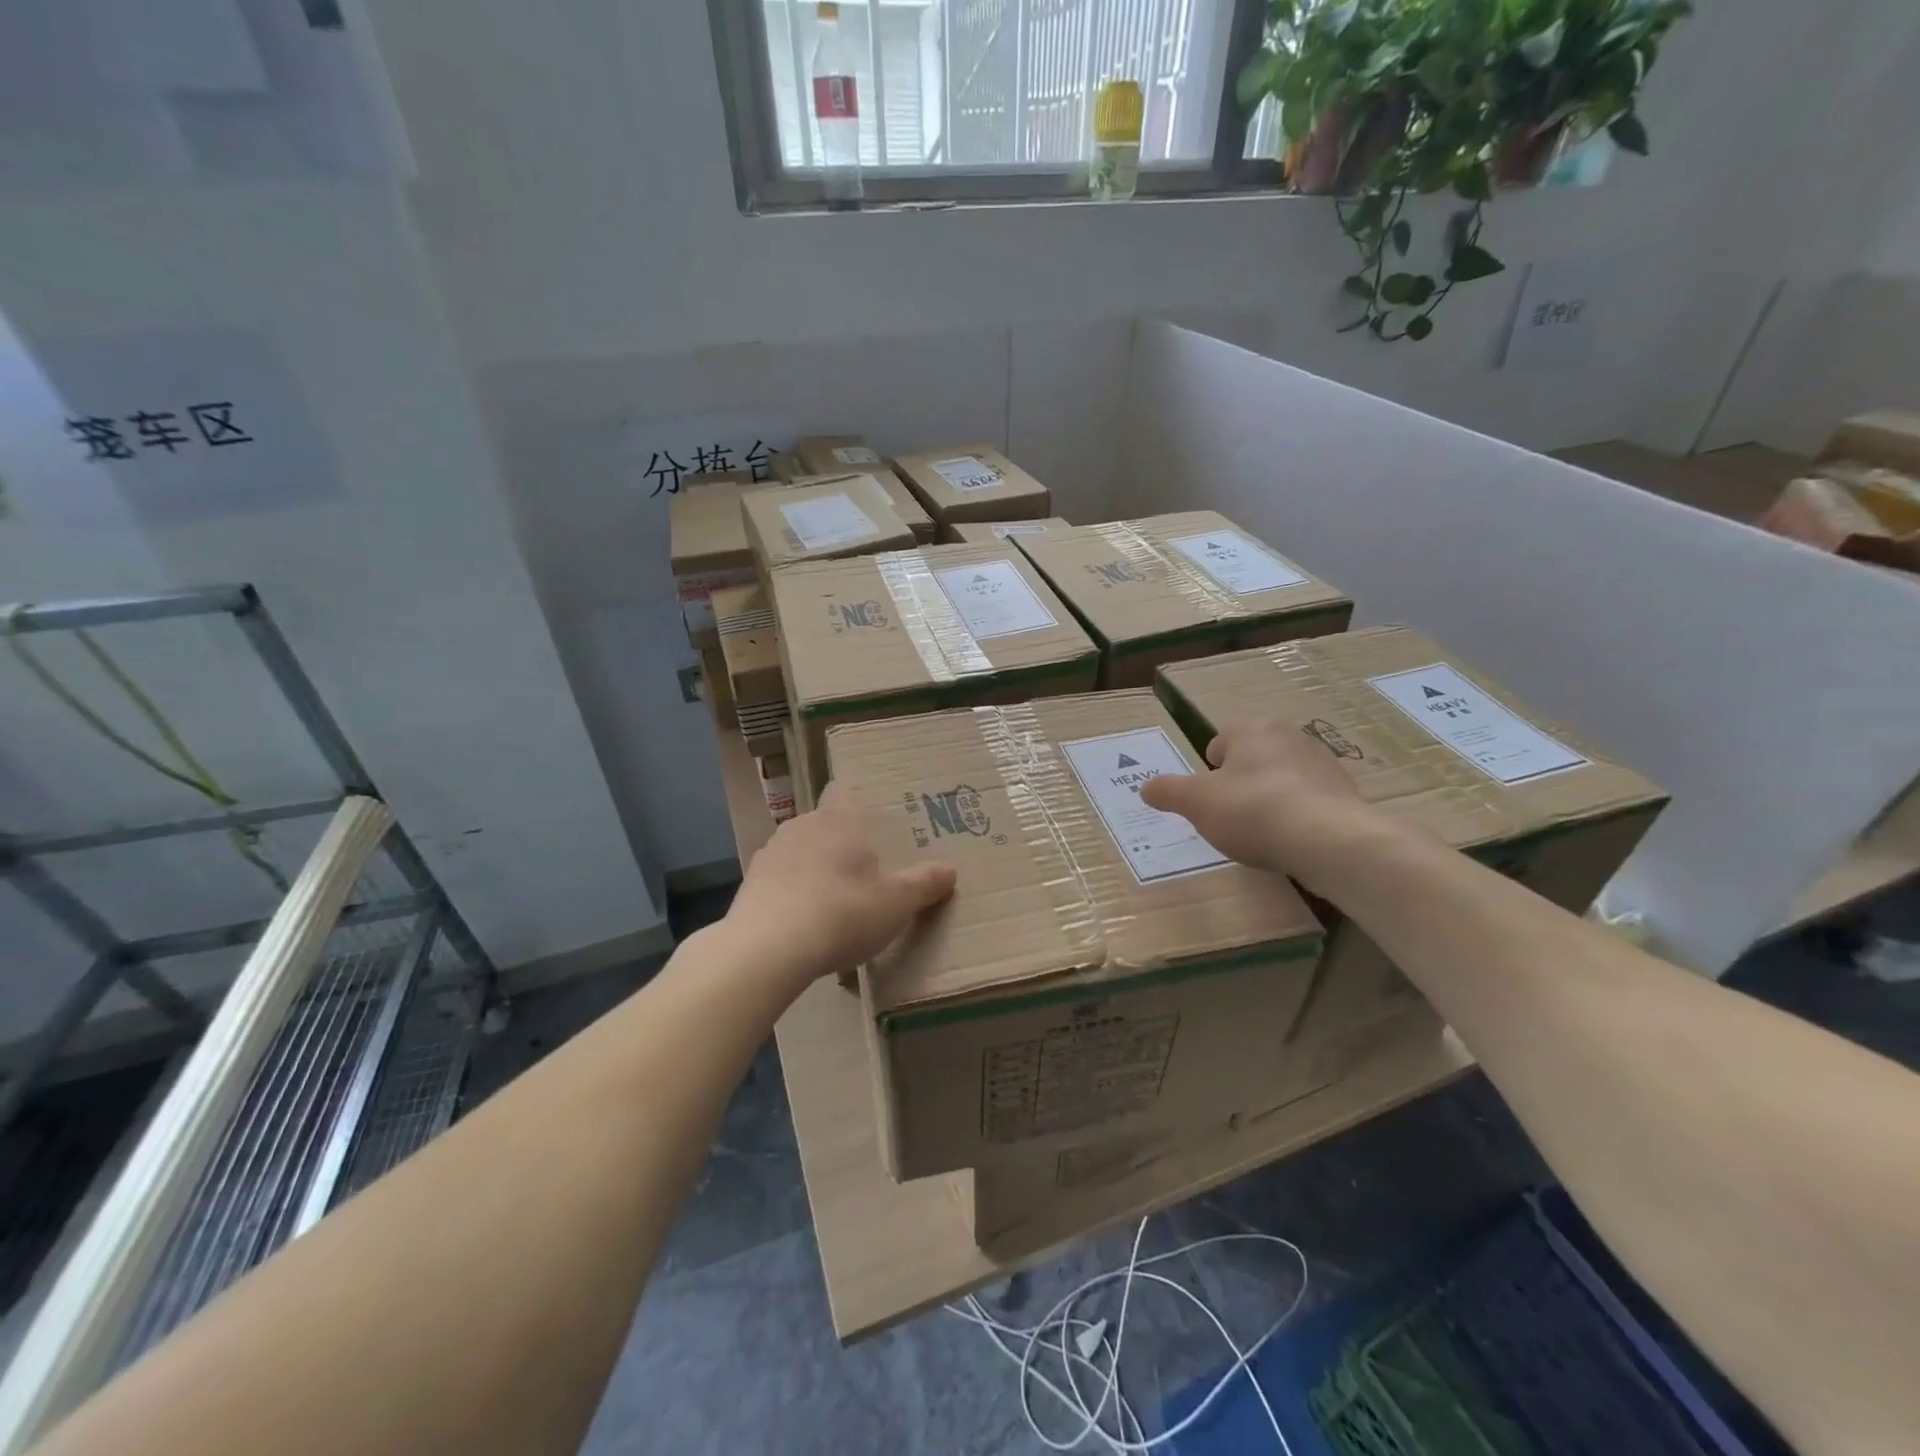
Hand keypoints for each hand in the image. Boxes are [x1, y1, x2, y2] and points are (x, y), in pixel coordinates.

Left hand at [724, 781, 956, 991]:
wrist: (768, 948)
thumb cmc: (843, 912)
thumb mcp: (897, 903)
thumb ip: (924, 884)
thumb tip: (949, 870)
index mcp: (839, 819)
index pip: (843, 792)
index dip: (854, 804)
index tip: (869, 826)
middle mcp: (801, 826)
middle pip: (823, 824)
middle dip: (839, 844)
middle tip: (862, 874)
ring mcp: (769, 853)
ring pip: (797, 852)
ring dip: (811, 869)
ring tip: (831, 905)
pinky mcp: (748, 885)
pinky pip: (777, 881)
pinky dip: (789, 895)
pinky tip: (802, 925)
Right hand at [1139, 718, 1375, 881]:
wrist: (1328, 840)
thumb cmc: (1252, 810)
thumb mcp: (1195, 803)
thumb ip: (1167, 792)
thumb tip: (1146, 787)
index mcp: (1250, 729)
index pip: (1219, 741)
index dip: (1208, 771)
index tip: (1208, 800)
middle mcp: (1288, 736)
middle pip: (1251, 758)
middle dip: (1239, 783)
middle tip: (1230, 817)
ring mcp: (1321, 762)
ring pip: (1281, 778)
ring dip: (1269, 799)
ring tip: (1261, 834)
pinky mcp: (1344, 792)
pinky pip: (1308, 801)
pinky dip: (1297, 816)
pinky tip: (1290, 841)